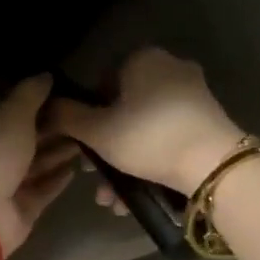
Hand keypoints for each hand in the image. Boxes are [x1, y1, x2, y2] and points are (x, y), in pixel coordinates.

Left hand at [0, 75, 78, 254]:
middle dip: (52, 128)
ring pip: (37, 164)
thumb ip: (29, 94)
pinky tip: (76, 169)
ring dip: (59, 152)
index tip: (62, 92)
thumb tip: (46, 75)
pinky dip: (57, 179)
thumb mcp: (11, 115)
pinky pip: (43, 189)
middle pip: (25, 138)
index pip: (8, 111)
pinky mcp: (22, 207)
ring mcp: (6, 184)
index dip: (33, 102)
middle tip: (84, 116)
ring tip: (87, 139)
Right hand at [47, 48, 244, 198]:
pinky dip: (150, 162)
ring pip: (144, 130)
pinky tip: (136, 196)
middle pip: (124, 110)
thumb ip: (67, 117)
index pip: (100, 83)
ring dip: (124, 164)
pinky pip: (166, 138)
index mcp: (143, 59)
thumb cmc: (148, 139)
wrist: (213, 166)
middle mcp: (170, 69)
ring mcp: (193, 95)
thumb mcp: (97, 131)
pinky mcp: (207, 122)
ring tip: (112, 200)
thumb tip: (46, 107)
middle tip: (93, 177)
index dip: (86, 117)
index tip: (81, 148)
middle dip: (105, 149)